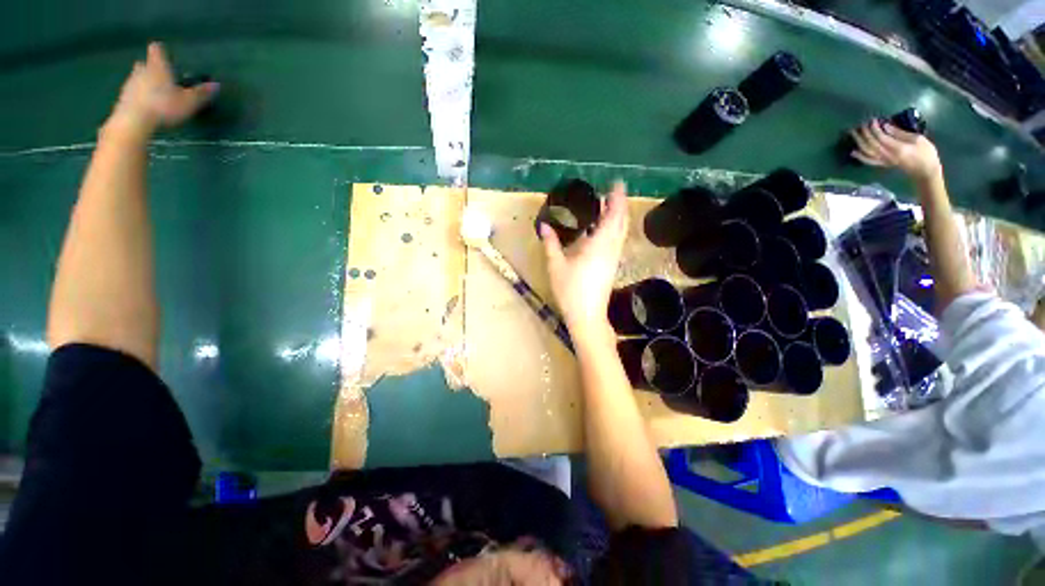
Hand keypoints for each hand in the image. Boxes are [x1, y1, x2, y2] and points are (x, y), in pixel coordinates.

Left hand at [107, 43, 218, 137]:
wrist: (134, 121)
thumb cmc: (163, 106)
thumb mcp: (189, 102)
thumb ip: (201, 93)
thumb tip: (216, 85)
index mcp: (157, 67)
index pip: (157, 50)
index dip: (160, 51)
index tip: (163, 53)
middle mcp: (142, 71)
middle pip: (144, 64)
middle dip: (149, 68)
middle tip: (158, 76)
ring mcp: (130, 84)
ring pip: (137, 78)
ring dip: (143, 83)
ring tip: (153, 94)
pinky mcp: (123, 98)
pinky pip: (132, 93)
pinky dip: (138, 96)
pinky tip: (144, 106)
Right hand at [540, 181, 628, 338]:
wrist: (587, 315)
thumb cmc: (571, 290)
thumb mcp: (556, 265)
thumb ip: (551, 243)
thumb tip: (544, 226)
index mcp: (600, 245)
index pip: (613, 215)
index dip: (617, 198)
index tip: (616, 183)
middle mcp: (611, 249)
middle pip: (621, 221)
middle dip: (620, 204)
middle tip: (612, 190)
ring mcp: (613, 258)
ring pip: (621, 232)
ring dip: (618, 216)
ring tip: (608, 205)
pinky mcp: (612, 266)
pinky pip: (617, 241)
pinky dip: (614, 228)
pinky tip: (603, 229)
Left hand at [850, 120, 941, 181]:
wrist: (925, 171)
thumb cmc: (926, 153)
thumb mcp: (917, 139)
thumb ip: (900, 133)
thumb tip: (886, 126)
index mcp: (897, 148)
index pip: (881, 137)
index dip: (874, 129)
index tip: (872, 120)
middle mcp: (888, 155)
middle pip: (871, 144)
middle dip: (864, 133)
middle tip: (860, 124)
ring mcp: (884, 161)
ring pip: (867, 152)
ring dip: (859, 142)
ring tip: (853, 134)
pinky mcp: (883, 164)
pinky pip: (869, 161)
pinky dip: (860, 156)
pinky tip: (854, 152)